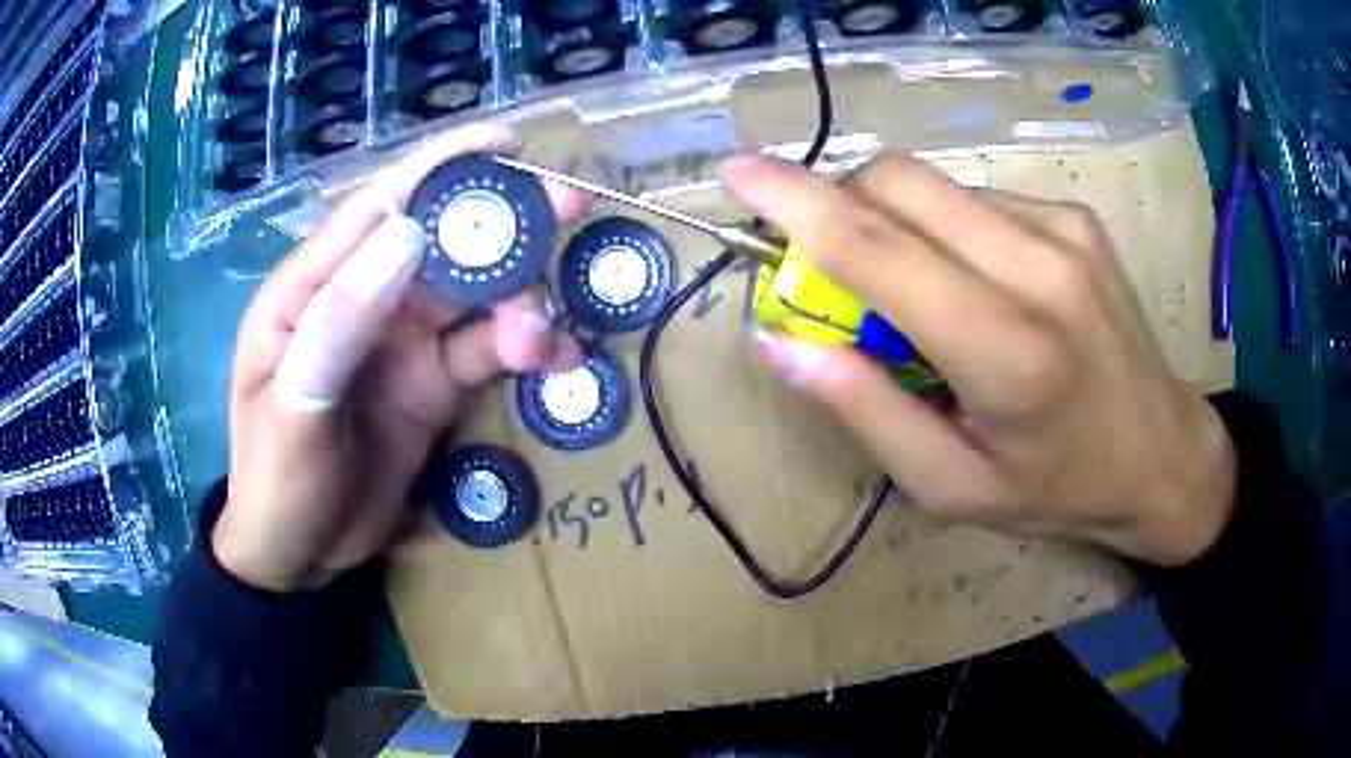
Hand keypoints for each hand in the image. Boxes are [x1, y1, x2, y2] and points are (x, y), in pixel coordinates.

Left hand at [214, 125, 587, 591]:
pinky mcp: (434, 384)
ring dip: (520, 303)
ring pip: (474, 297)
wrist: (300, 554)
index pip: (378, 206)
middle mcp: (364, 299)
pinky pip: (486, 352)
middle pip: (440, 241)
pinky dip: (525, 350)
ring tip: (541, 340)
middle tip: (569, 208)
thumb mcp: (293, 405)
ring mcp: (403, 342)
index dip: (440, 167)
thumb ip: (340, 320)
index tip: (505, 144)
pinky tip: (558, 362)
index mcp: (313, 287)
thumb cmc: (276, 479)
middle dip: (502, 222)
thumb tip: (408, 232)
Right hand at [723, 154, 1236, 567]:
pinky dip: (948, 228)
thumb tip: (779, 342)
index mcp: (1006, 352)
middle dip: (839, 205)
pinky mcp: (1076, 216)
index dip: (794, 203)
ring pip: (936, 186)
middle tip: (835, 268)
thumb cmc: (1056, 487)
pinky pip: (978, 198)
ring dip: (897, 222)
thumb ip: (865, 410)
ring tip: (921, 292)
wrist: (1161, 452)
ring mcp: (1064, 229)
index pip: (877, 250)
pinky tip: (978, 281)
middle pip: (899, 184)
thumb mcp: (950, 486)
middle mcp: (1038, 267)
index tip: (736, 173)